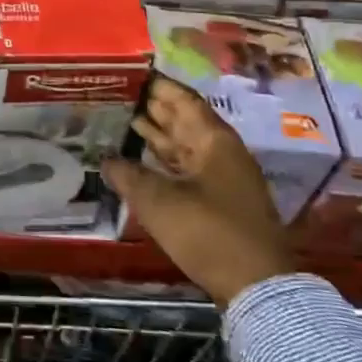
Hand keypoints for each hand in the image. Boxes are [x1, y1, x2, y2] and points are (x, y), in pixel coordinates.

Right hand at [103, 74, 293, 306]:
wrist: (256, 286)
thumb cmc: (209, 232)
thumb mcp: (159, 202)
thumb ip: (128, 175)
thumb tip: (105, 160)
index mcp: (214, 140)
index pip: (182, 99)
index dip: (157, 86)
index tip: (130, 75)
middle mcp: (221, 152)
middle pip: (184, 120)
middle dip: (153, 108)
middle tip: (118, 96)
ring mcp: (223, 177)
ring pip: (184, 145)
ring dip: (156, 134)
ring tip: (122, 122)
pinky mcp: (219, 202)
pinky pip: (186, 168)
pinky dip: (163, 161)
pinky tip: (140, 162)